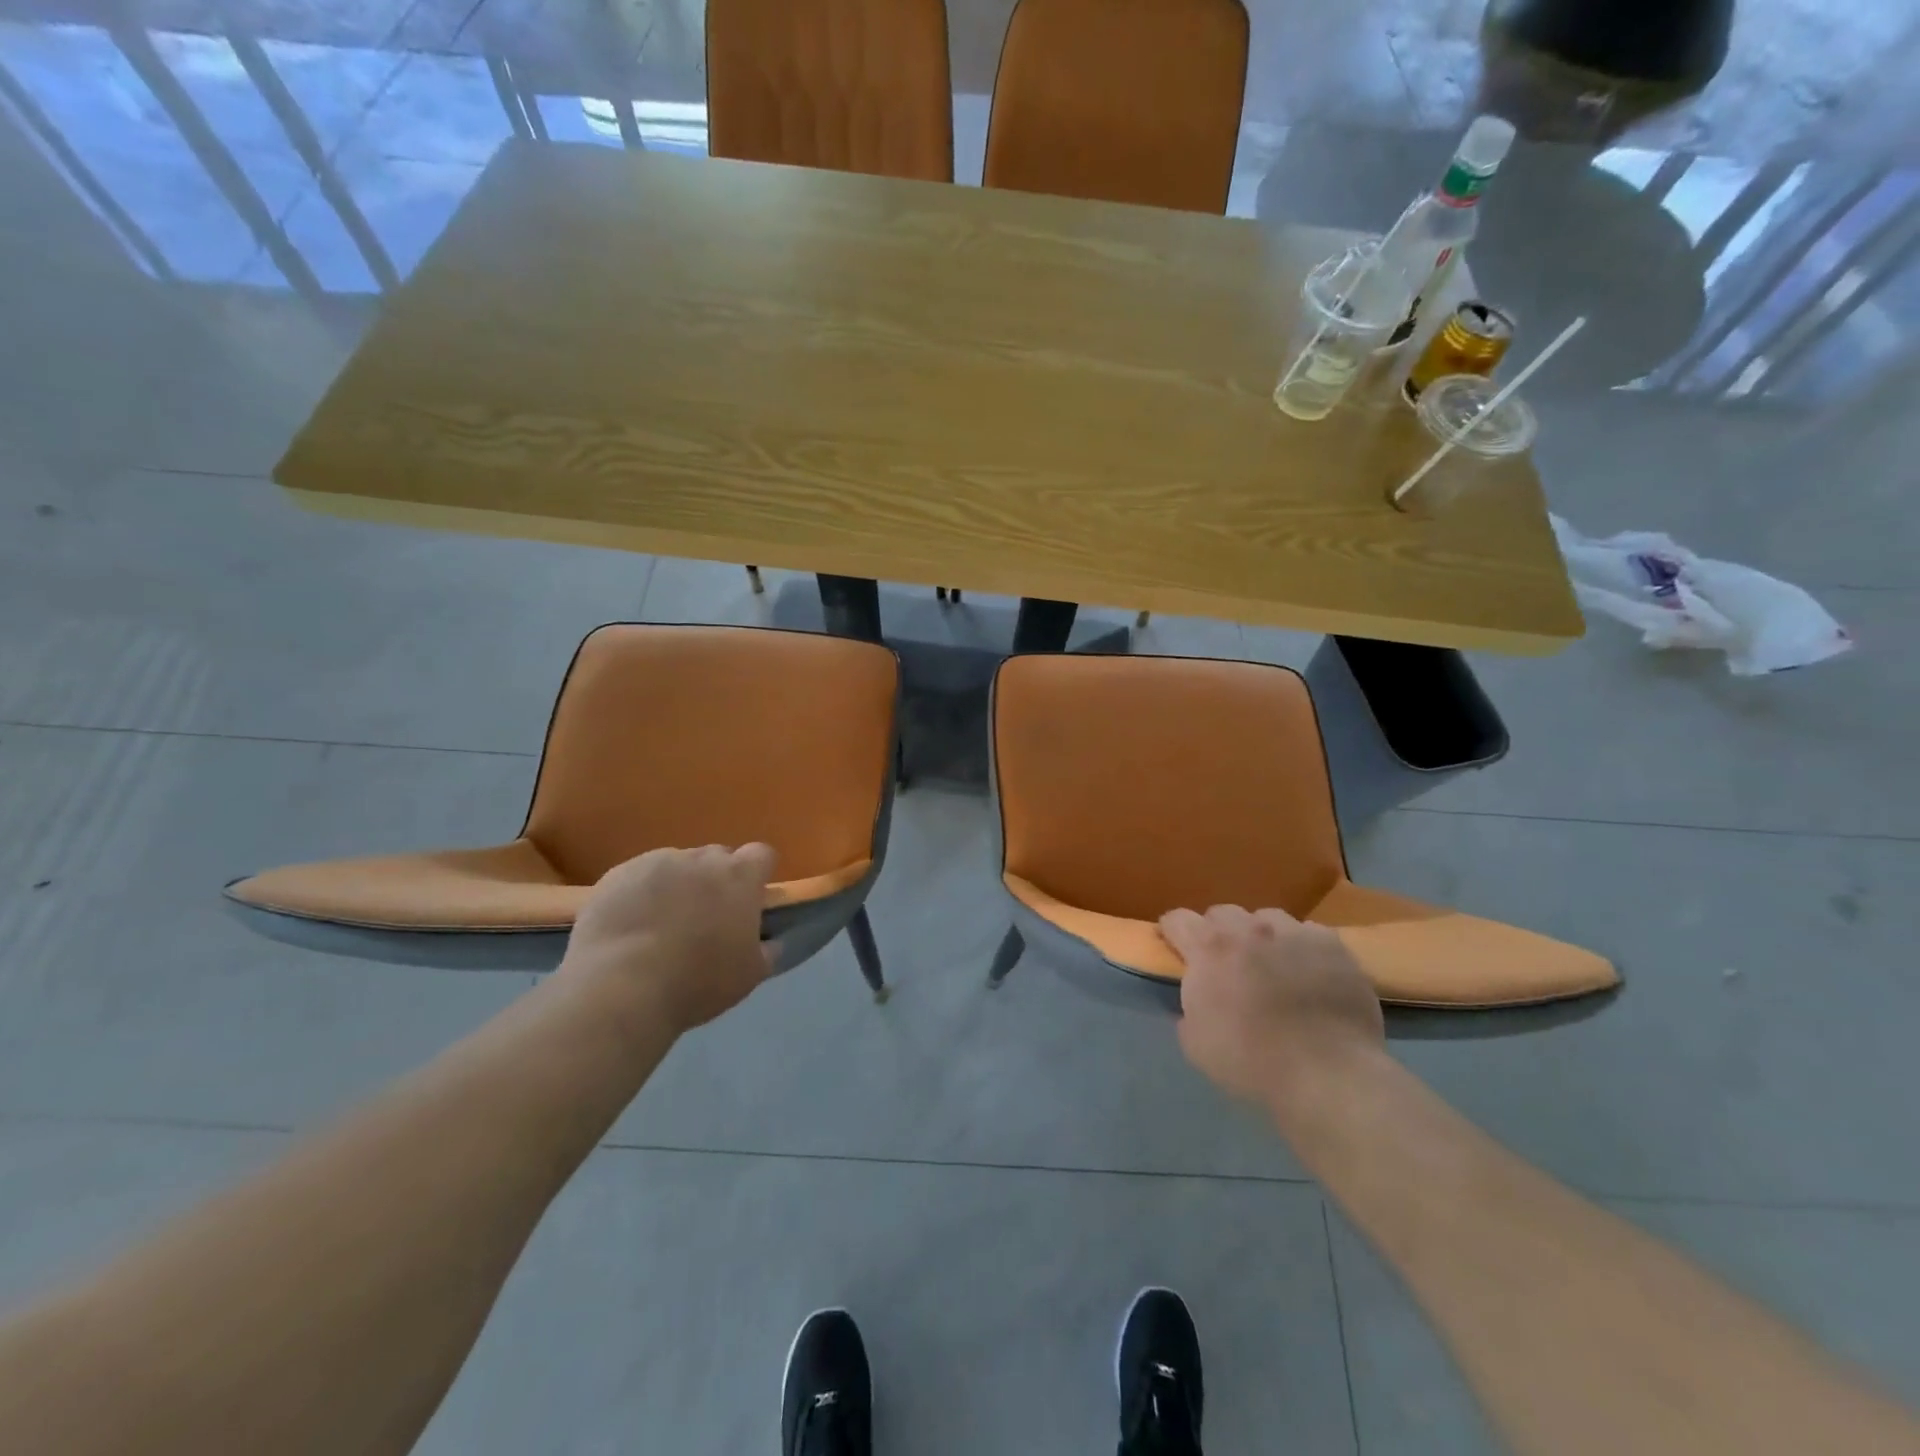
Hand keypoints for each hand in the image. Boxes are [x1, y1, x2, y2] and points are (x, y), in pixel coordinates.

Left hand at [560, 844, 778, 1034]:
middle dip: (716, 880)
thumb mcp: (749, 974)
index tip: (751, 900)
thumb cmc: (697, 981)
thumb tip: (771, 941)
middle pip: (717, 858)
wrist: (619, 987)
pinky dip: (640, 894)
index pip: (761, 855)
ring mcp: (656, 862)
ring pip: (676, 866)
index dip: (757, 875)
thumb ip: (767, 949)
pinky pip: (638, 877)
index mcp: (739, 876)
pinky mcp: (617, 874)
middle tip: (706, 918)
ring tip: (661, 924)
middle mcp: (701, 858)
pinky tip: (630, 926)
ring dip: (677, 886)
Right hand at [1161, 904, 1383, 1105]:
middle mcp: (1248, 929)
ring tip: (1273, 964)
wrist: (1328, 1073)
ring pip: (1267, 917)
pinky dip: (1302, 948)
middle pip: (1222, 913)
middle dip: (1218, 933)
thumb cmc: (1252, 1061)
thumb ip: (1189, 1009)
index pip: (1178, 920)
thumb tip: (1198, 1000)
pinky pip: (1309, 934)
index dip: (1174, 932)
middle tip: (1226, 963)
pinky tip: (1311, 974)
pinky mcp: (1332, 944)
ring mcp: (1293, 932)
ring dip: (1261, 936)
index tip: (1177, 948)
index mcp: (1209, 949)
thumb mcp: (1196, 1043)